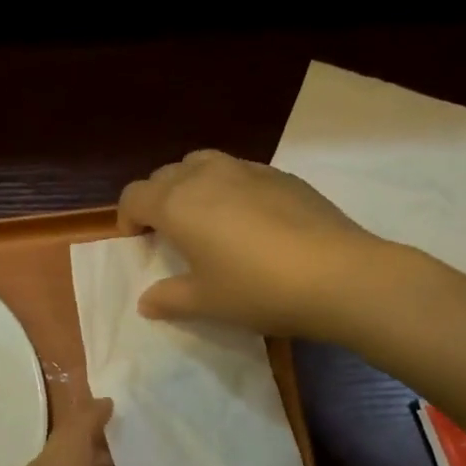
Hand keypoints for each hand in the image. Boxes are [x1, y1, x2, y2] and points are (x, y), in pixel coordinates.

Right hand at [118, 150, 383, 337]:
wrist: (336, 274)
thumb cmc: (257, 289)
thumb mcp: (207, 302)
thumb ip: (170, 298)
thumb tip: (147, 301)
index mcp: (177, 203)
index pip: (134, 195)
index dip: (128, 217)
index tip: (138, 241)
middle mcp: (206, 175)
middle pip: (166, 174)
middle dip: (158, 199)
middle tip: (170, 232)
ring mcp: (247, 170)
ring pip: (204, 164)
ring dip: (193, 185)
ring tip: (207, 217)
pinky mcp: (282, 175)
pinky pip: (241, 172)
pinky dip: (231, 187)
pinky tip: (252, 220)